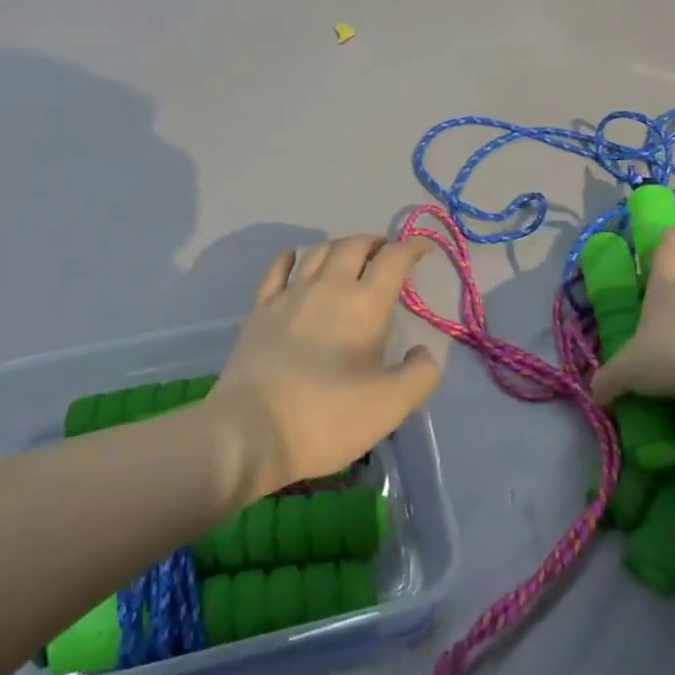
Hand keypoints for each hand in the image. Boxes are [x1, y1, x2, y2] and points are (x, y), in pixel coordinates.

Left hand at [210, 235, 441, 497]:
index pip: (394, 259)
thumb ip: (420, 374)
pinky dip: (295, 256)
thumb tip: (424, 351)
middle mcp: (328, 286)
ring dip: (340, 247)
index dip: (412, 247)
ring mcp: (290, 294)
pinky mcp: (261, 308)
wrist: (251, 431)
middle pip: (355, 245)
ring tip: (350, 258)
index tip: (423, 249)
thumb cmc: (328, 417)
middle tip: (387, 255)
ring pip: (319, 250)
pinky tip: (298, 260)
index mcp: (365, 304)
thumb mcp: (390, 406)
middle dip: (376, 243)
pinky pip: (280, 267)